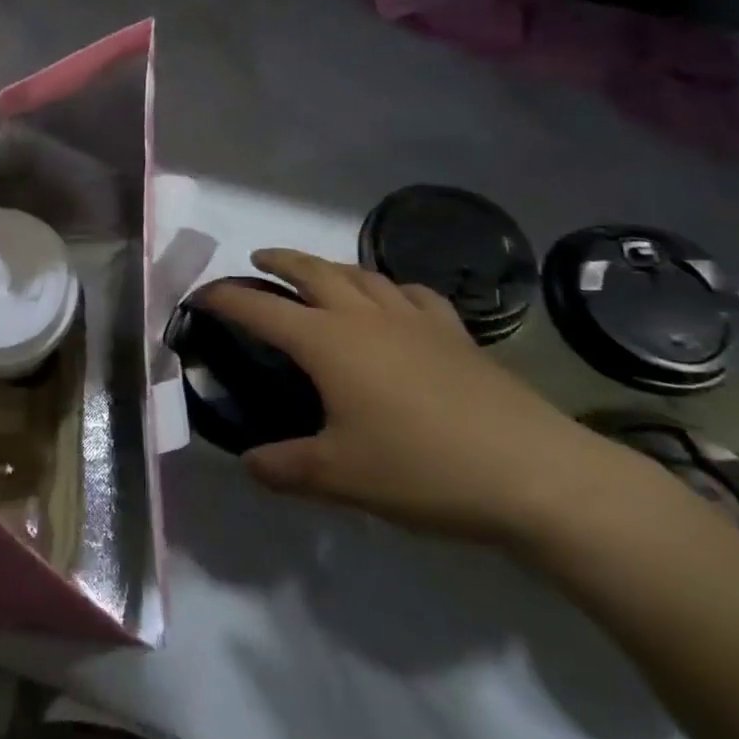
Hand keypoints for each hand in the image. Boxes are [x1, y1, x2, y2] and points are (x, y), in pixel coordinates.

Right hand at [205, 250, 664, 548]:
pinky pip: (412, 293)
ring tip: (318, 274)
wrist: (538, 475)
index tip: (200, 296)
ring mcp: (415, 319)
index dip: (224, 297)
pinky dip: (389, 288)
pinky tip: (393, 302)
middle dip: (278, 260)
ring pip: (361, 273)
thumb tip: (247, 464)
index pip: (259, 307)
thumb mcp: (341, 477)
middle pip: (311, 269)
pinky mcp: (456, 333)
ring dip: (329, 266)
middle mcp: (365, 316)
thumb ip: (284, 468)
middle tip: (258, 262)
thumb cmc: (425, 469)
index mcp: (327, 342)